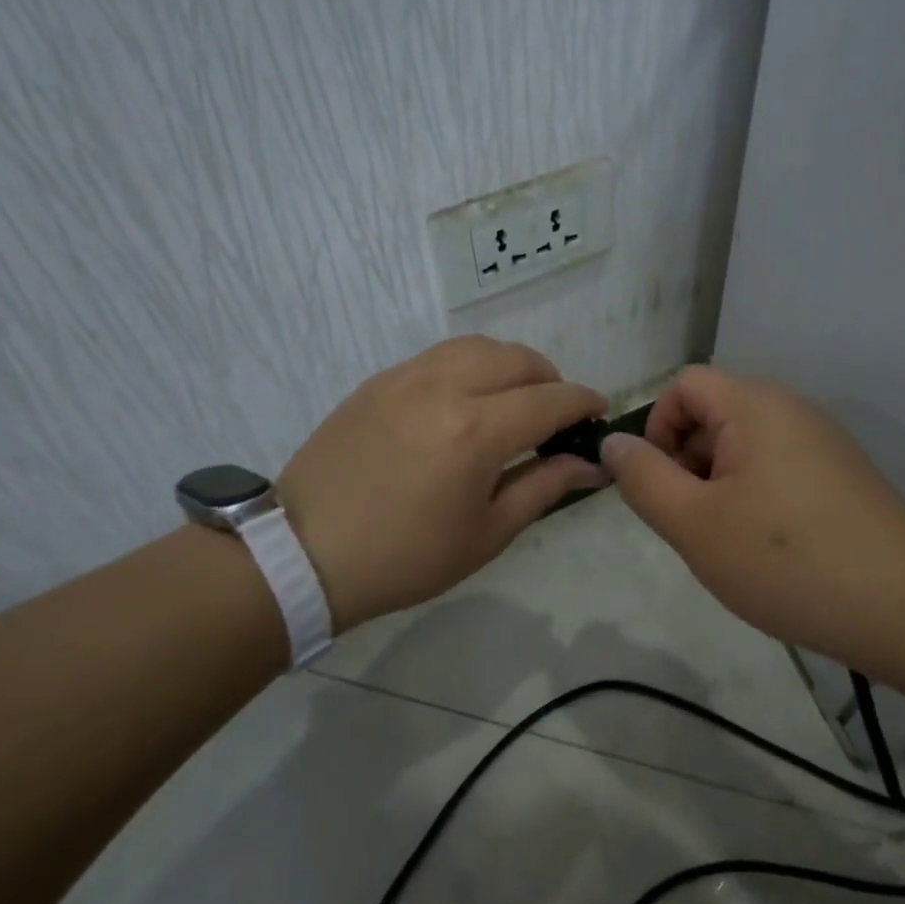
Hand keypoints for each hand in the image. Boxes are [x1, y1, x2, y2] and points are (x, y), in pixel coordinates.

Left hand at [277, 337, 606, 628]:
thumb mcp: (486, 533)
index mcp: (476, 431)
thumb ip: (544, 486)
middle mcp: (444, 387)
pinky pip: (440, 356)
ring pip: (478, 346)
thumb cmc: (405, 557)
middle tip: (556, 415)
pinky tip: (466, 400)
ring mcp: (406, 377)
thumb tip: (590, 464)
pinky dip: (470, 366)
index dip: (583, 402)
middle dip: (551, 380)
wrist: (305, 554)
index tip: (599, 412)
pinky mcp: (379, 381)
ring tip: (514, 400)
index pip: (550, 400)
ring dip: (511, 365)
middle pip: (518, 359)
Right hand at [599, 366, 904, 658]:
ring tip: (728, 543)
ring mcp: (823, 443)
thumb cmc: (784, 559)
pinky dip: (755, 497)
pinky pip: (778, 469)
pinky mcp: (842, 476)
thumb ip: (643, 477)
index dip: (657, 428)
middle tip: (691, 523)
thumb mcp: (693, 523)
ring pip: (746, 447)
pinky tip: (767, 550)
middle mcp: (792, 410)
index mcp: (755, 406)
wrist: (904, 606)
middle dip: (687, 463)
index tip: (659, 485)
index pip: (684, 386)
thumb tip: (613, 442)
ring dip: (719, 486)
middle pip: (715, 414)